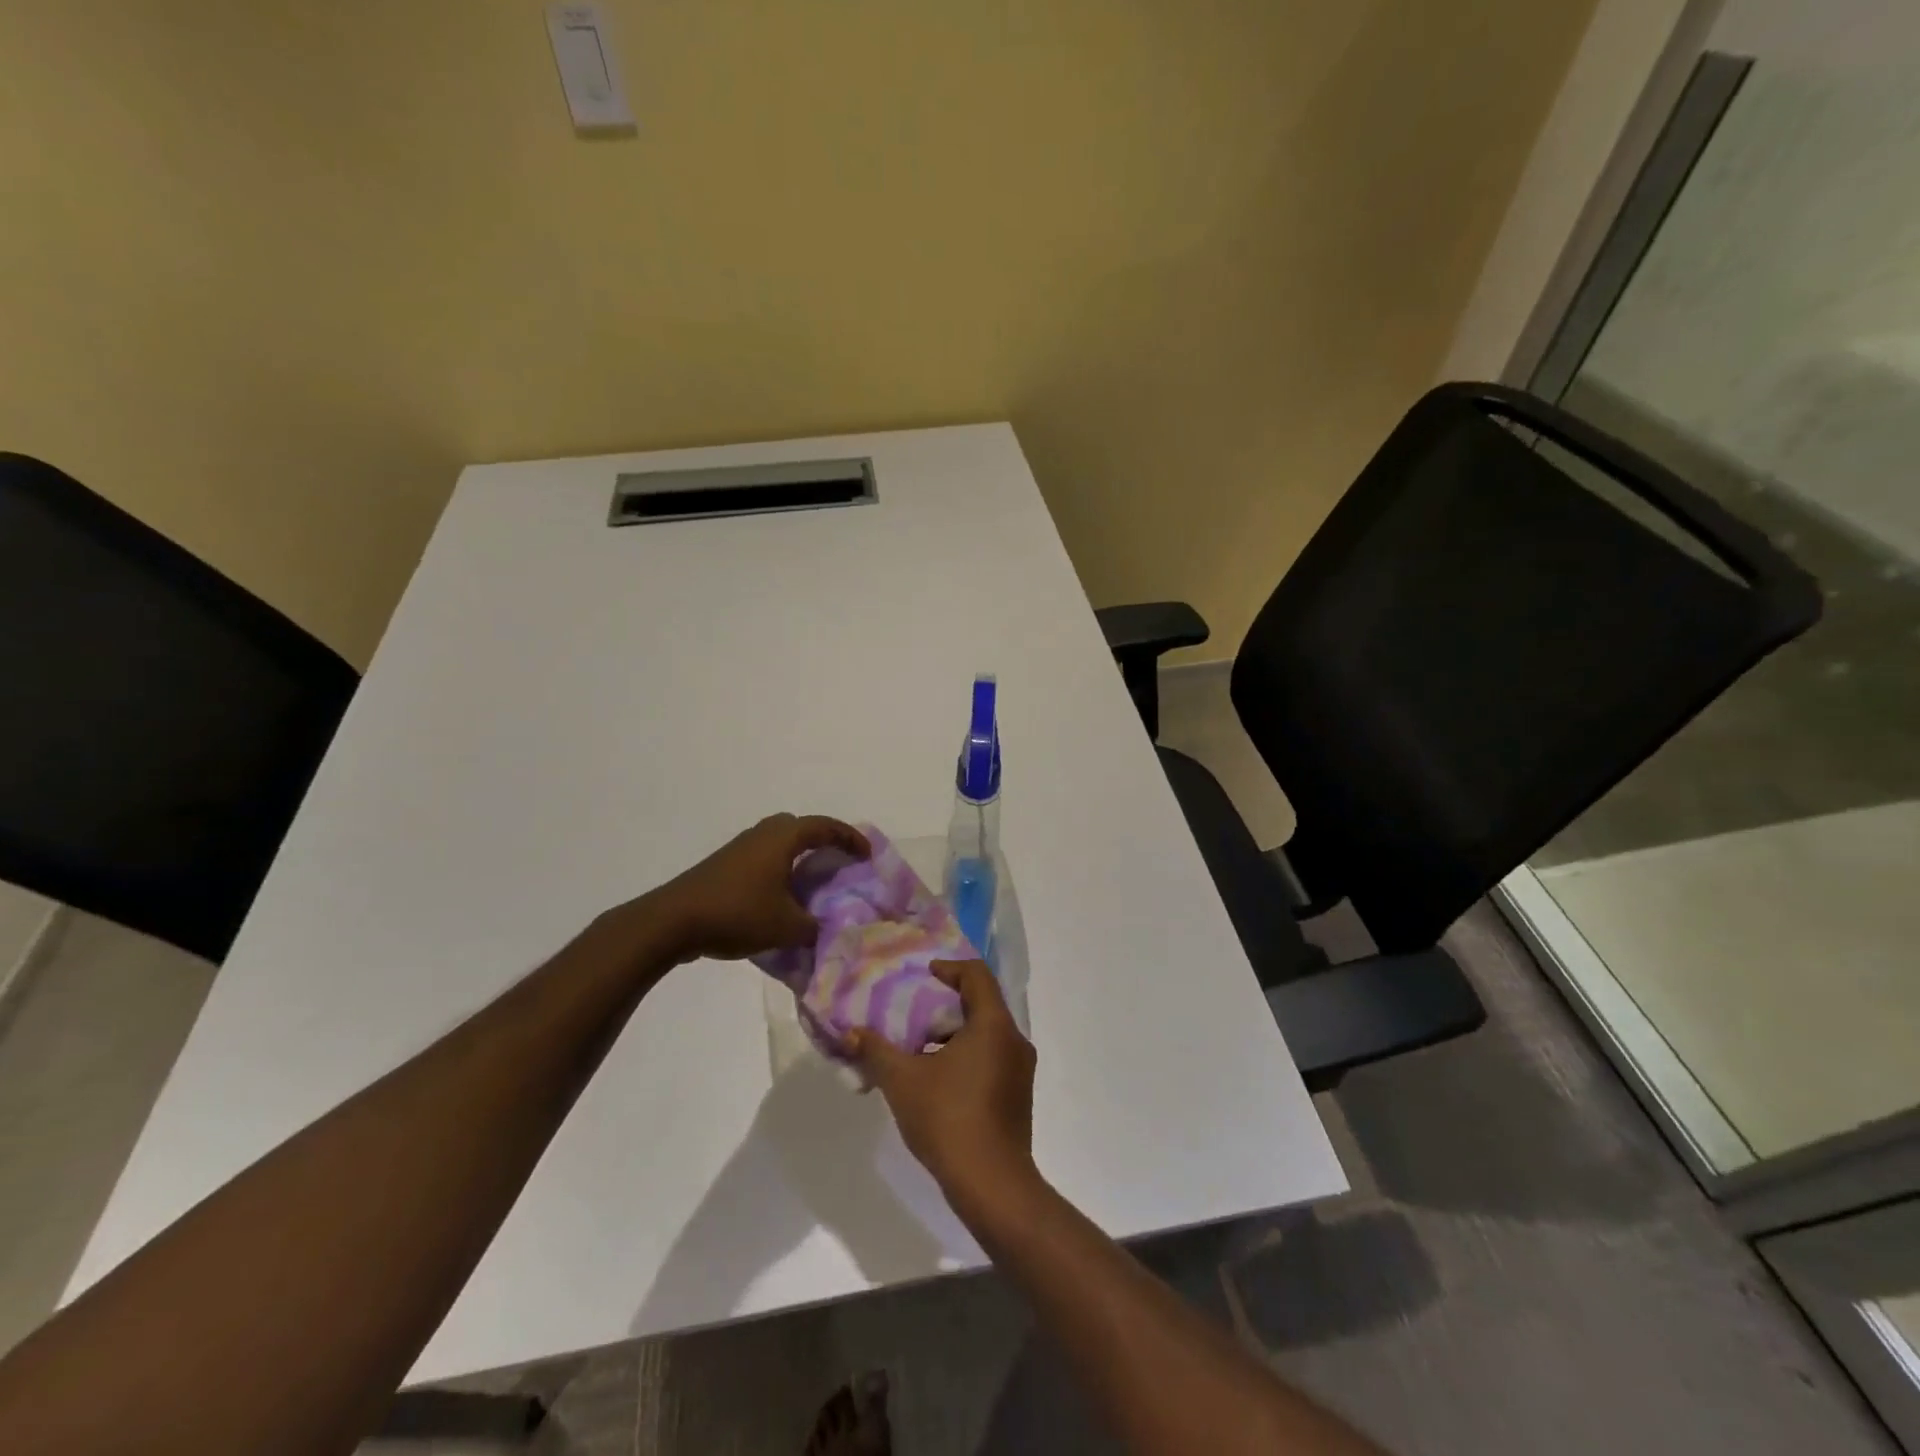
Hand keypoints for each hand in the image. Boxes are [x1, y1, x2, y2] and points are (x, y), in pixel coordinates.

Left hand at [652, 813, 868, 961]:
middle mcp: (762, 834)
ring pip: (778, 842)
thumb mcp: (787, 927)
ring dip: (798, 856)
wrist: (672, 921)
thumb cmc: (737, 913)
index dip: (850, 838)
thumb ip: (815, 927)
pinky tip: (780, 896)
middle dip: (823, 840)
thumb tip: (829, 928)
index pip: (825, 826)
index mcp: (783, 838)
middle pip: (800, 827)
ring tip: (812, 881)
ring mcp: (740, 848)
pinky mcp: (724, 865)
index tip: (866, 855)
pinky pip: (763, 857)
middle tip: (838, 860)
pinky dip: (780, 868)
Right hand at [850, 960, 1036, 1199]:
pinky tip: (938, 1078)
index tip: (923, 976)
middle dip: (947, 1003)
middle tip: (914, 1010)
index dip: (949, 969)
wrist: (992, 1185)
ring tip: (920, 1046)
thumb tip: (850, 1033)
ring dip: (955, 1033)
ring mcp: (1021, 1070)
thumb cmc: (949, 1119)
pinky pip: (993, 1057)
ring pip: (987, 1033)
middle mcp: (1014, 1039)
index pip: (977, 975)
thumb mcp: (903, 1081)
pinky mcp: (1018, 1095)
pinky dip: (967, 1055)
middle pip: (983, 1003)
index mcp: (993, 1024)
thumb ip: (876, 1051)